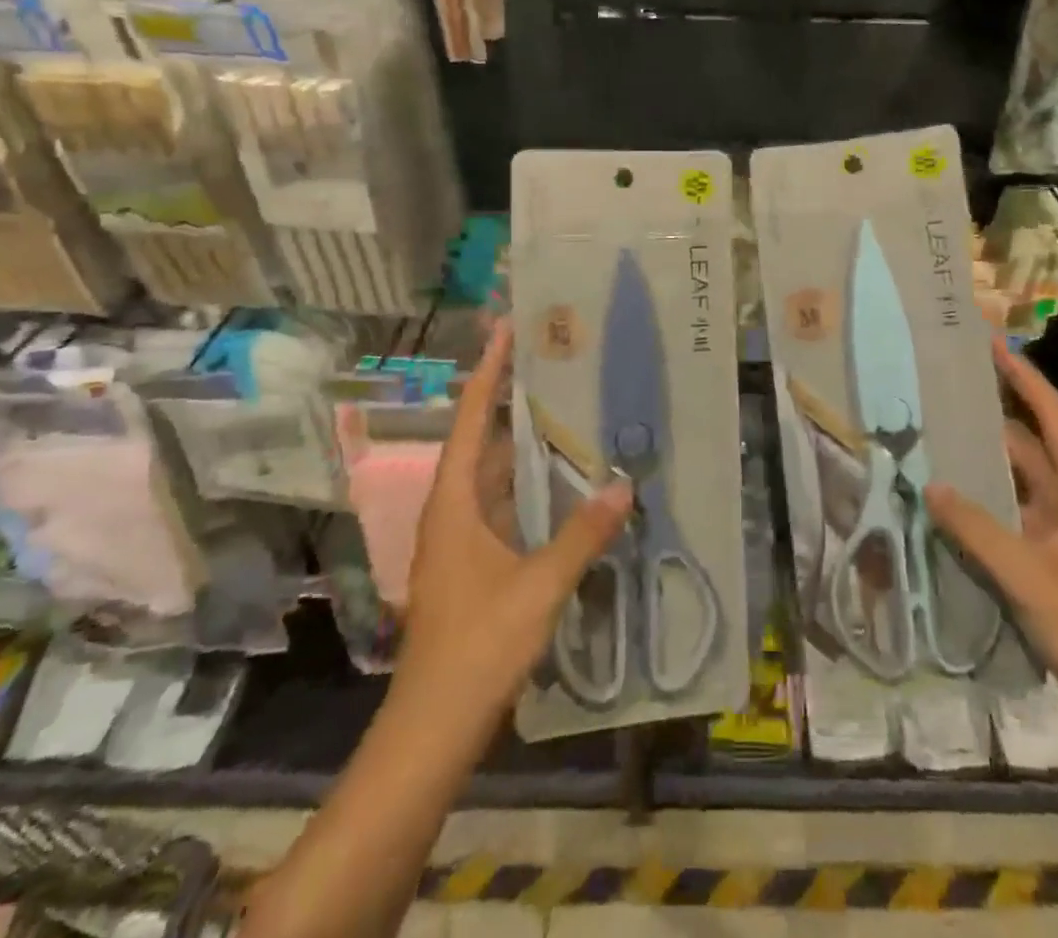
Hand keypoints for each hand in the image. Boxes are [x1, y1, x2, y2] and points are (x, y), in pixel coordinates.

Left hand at [397, 321, 631, 726]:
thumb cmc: (477, 647)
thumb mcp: (538, 587)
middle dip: (510, 398)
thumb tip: (624, 486)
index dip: (488, 371)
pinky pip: (502, 505)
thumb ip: (582, 535)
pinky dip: (528, 484)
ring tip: (563, 407)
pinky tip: (561, 482)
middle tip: (552, 361)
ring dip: (521, 442)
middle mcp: (451, 511)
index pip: (472, 419)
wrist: (432, 729)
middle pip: (481, 439)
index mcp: (454, 503)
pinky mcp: (472, 564)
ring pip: (492, 474)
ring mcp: (459, 540)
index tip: (506, 328)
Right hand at [927, 337, 1057, 720]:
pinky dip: (986, 500)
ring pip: (1020, 481)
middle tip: (946, 391)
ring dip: (985, 460)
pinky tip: (952, 497)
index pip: (1053, 418)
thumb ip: (978, 531)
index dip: (1024, 379)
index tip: (993, 346)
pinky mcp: (1054, 558)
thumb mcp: (1030, 580)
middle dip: (994, 415)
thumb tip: (931, 485)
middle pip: (1032, 445)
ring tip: (939, 434)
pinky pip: (1014, 514)